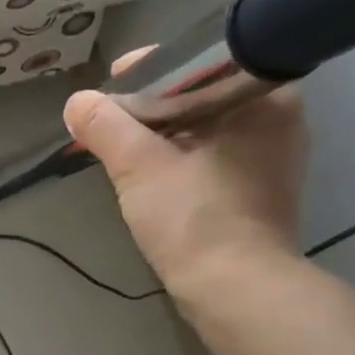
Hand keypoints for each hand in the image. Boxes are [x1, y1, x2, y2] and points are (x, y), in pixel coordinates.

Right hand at [63, 68, 306, 306]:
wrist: (236, 291)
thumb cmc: (195, 218)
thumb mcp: (139, 165)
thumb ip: (104, 125)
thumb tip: (77, 102)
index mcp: (263, 96)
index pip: (198, 62)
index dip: (147, 70)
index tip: (110, 85)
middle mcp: (278, 119)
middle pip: (198, 96)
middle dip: (149, 108)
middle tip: (108, 120)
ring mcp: (272, 158)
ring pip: (203, 129)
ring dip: (161, 136)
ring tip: (119, 147)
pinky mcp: (260, 191)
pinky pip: (210, 158)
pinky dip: (178, 160)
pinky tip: (148, 175)